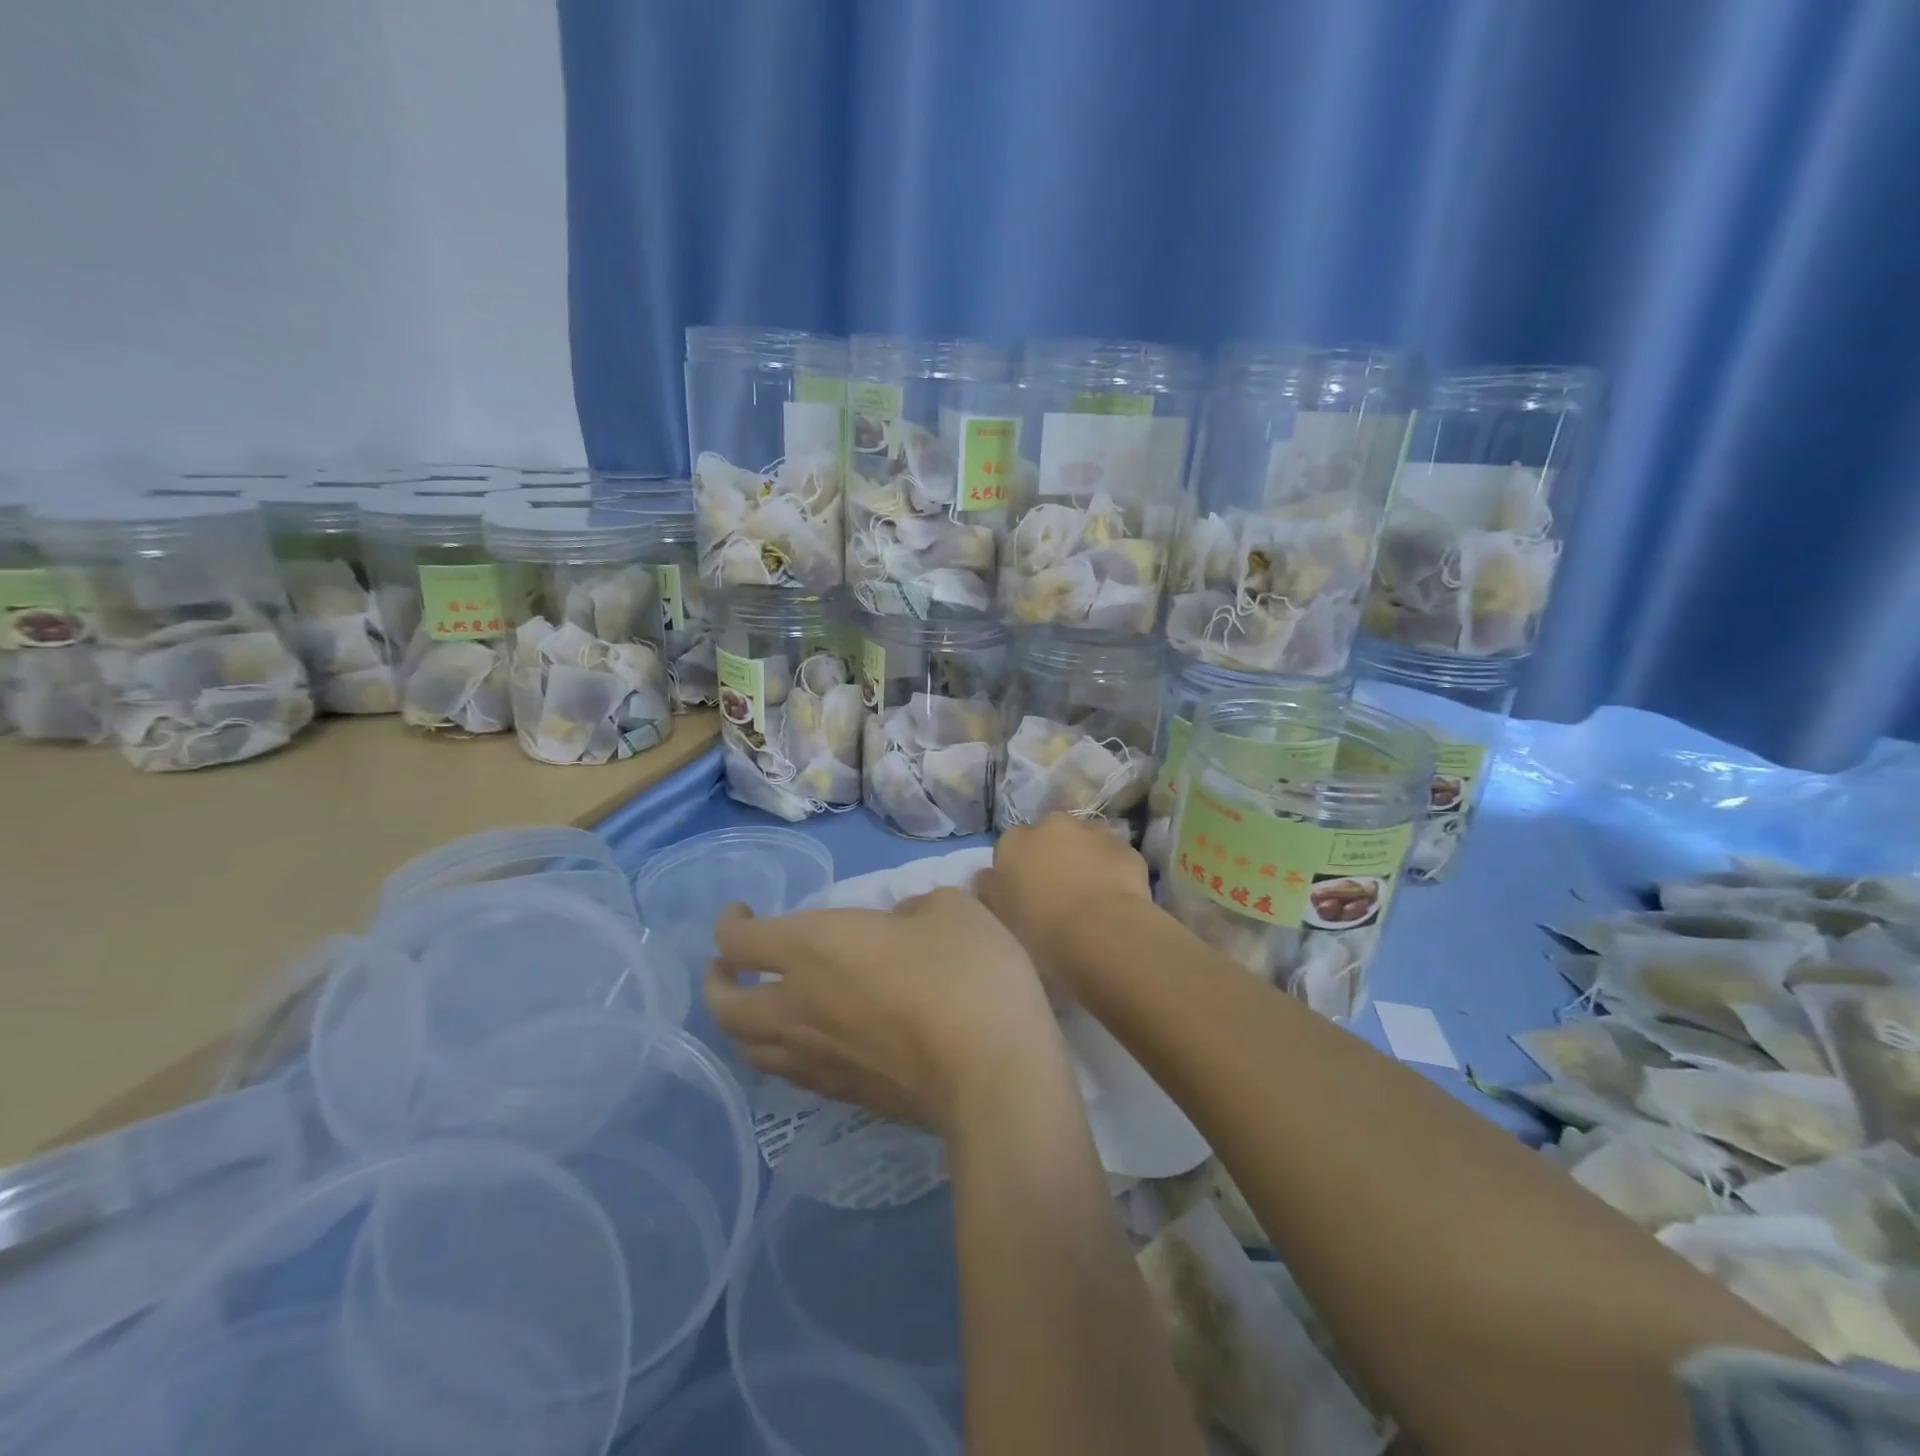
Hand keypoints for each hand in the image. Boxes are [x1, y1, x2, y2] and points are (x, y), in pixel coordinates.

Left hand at [706, 888, 1064, 1133]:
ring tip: (757, 1009)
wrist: (992, 1074)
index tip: (741, 913)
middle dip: (717, 983)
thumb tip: (900, 926)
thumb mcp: (949, 910)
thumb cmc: (965, 975)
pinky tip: (808, 1043)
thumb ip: (913, 909)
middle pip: (724, 1007)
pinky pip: (789, 1073)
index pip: (739, 942)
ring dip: (741, 1025)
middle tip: (728, 968)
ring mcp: (817, 1060)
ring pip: (749, 1048)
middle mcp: (798, 1007)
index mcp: (813, 948)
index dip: (729, 925)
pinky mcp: (845, 1096)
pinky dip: (781, 1053)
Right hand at [976, 813, 1152, 989]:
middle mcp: (1052, 825)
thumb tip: (986, 877)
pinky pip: (1114, 857)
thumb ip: (988, 890)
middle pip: (1050, 835)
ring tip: (1089, 894)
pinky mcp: (1126, 848)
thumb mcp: (999, 916)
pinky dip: (1112, 870)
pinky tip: (1114, 899)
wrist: (1100, 933)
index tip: (1024, 895)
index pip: (1010, 846)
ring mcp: (1093, 832)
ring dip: (1085, 857)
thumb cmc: (1039, 929)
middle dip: (1053, 855)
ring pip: (1085, 840)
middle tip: (1058, 892)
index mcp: (1014, 841)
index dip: (1018, 869)